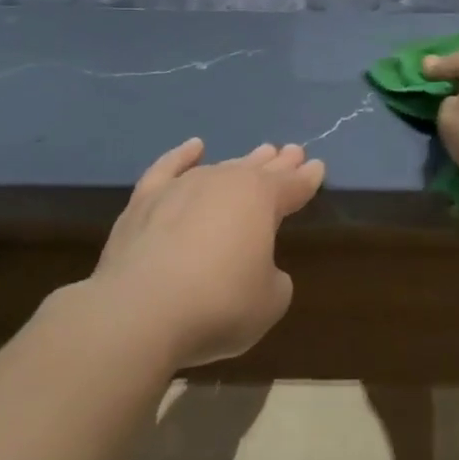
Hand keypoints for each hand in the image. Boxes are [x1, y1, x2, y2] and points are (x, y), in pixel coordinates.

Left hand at [90, 139, 323, 368]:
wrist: (141, 311)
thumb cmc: (219, 304)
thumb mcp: (270, 301)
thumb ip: (273, 278)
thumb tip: (257, 268)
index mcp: (262, 200)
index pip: (293, 186)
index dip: (307, 179)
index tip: (318, 167)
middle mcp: (225, 182)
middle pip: (259, 170)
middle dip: (279, 163)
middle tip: (293, 152)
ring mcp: (182, 188)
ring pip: (221, 167)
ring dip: (242, 161)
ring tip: (259, 153)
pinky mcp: (144, 202)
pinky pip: (167, 169)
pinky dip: (181, 156)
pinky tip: (194, 147)